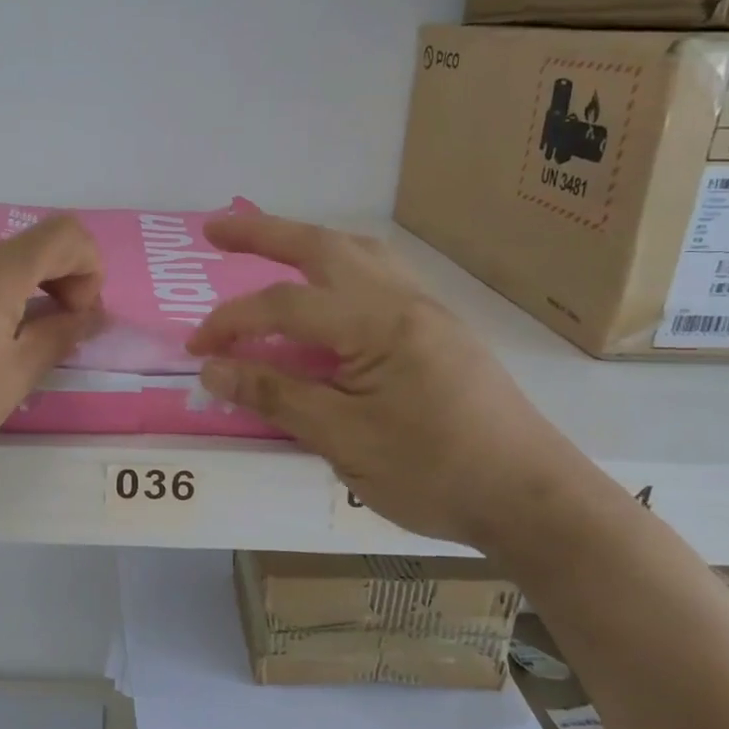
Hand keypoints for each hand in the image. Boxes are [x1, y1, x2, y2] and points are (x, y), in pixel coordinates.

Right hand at [187, 213, 599, 551]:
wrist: (532, 499)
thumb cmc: (435, 473)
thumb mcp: (343, 440)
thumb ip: (275, 397)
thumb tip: (212, 370)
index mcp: (379, 324)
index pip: (285, 307)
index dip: (231, 323)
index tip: (196, 350)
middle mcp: (403, 300)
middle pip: (322, 247)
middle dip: (263, 233)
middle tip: (215, 229)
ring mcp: (426, 310)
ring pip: (358, 252)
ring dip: (306, 243)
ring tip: (268, 247)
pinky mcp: (438, 329)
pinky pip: (378, 275)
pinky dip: (338, 267)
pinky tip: (327, 291)